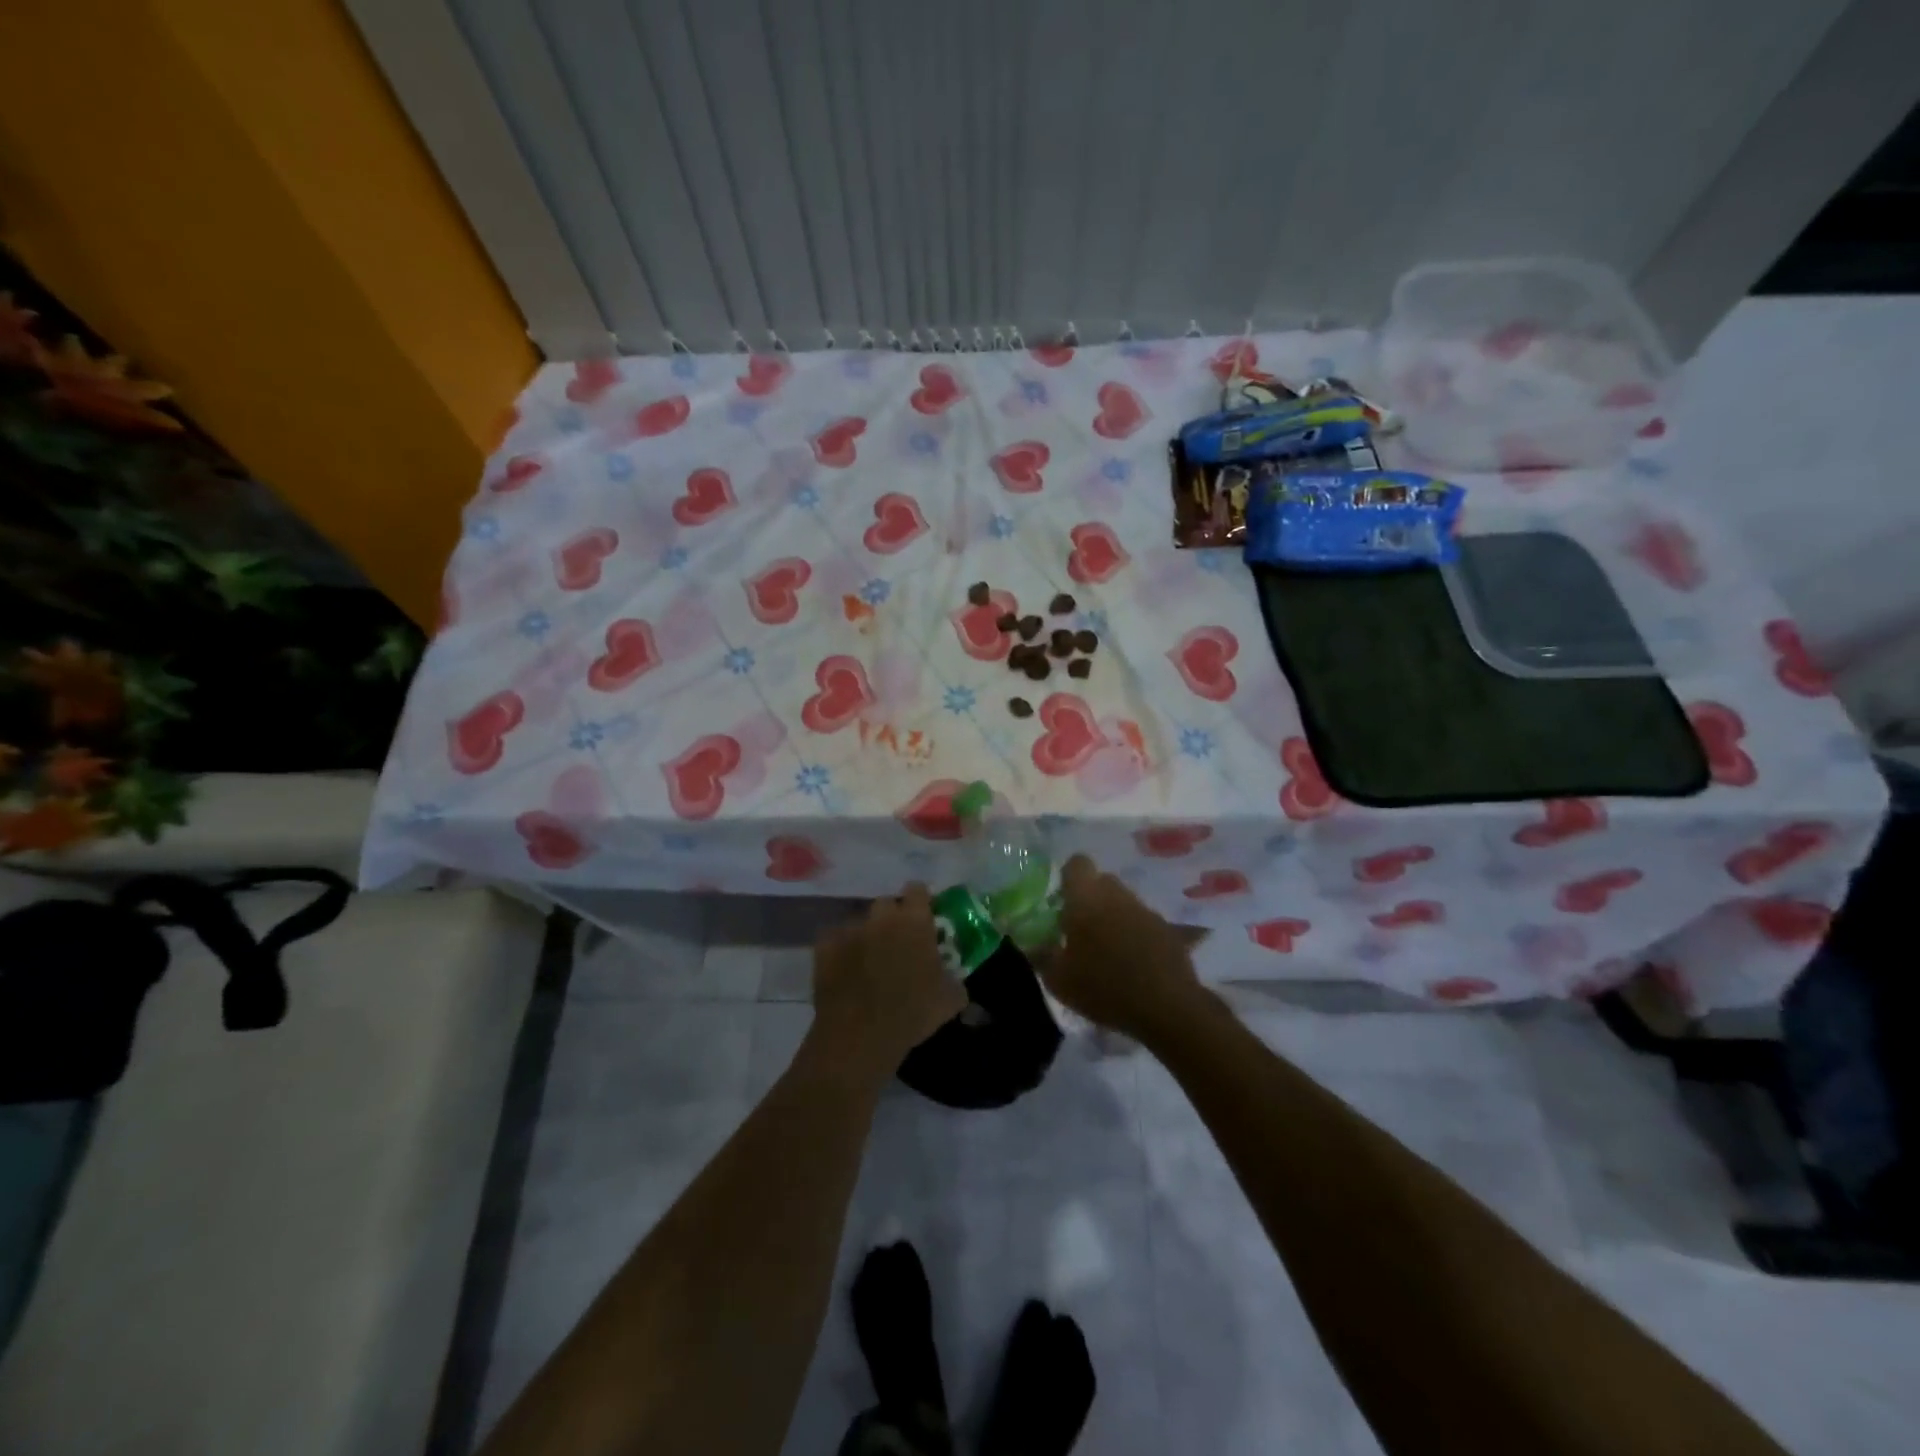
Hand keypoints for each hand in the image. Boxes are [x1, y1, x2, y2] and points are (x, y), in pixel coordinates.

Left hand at [810, 884, 967, 1082]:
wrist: (860, 1036)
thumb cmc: (912, 1013)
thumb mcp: (950, 1000)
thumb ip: (953, 979)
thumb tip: (952, 979)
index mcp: (914, 921)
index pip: (918, 890)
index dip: (921, 901)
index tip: (924, 918)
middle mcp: (881, 917)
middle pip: (887, 903)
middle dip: (892, 918)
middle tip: (898, 942)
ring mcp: (850, 929)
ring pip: (860, 922)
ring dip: (867, 935)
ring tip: (870, 961)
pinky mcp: (824, 946)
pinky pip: (835, 940)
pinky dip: (841, 950)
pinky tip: (845, 971)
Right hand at [1040, 855, 1202, 1039]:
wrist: (1167, 1007)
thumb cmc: (1103, 987)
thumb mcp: (1059, 980)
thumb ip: (1042, 956)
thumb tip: (1033, 944)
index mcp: (1086, 898)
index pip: (1077, 864)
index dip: (1069, 877)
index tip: (1062, 901)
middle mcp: (1118, 895)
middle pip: (1102, 882)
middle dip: (1090, 899)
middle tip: (1080, 930)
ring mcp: (1146, 911)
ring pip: (1124, 902)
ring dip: (1114, 918)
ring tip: (1108, 952)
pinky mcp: (1168, 930)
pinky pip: (1144, 923)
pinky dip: (1136, 936)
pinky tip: (1133, 964)